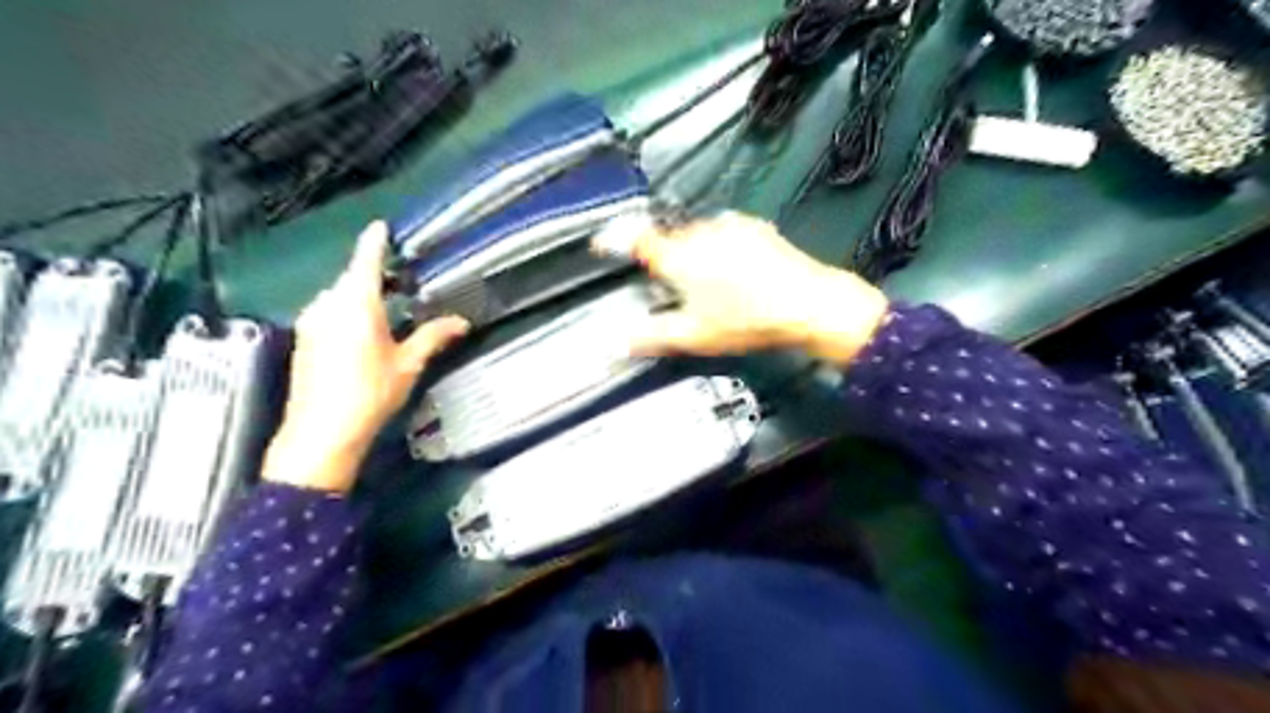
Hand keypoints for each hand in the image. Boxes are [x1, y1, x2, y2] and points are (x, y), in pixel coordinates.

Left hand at [262, 221, 470, 488]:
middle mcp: (328, 304)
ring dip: (361, 297)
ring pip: (339, 296)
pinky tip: (363, 335)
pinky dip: (346, 312)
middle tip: (403, 285)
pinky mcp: (304, 338)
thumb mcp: (408, 363)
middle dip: (375, 277)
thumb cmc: (370, 392)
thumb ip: (434, 336)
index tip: (382, 226)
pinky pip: (328, 313)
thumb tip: (461, 322)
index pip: (366, 259)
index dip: (375, 240)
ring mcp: (311, 321)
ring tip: (387, 312)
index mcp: (357, 303)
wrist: (322, 432)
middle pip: (353, 278)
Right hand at [622, 208, 886, 365]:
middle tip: (680, 290)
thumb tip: (619, 342)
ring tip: (715, 287)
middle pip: (671, 241)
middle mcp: (702, 233)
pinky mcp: (755, 227)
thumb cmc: (748, 320)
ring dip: (697, 254)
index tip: (603, 242)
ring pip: (699, 237)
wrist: (808, 304)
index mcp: (681, 257)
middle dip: (669, 261)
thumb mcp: (694, 336)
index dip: (615, 239)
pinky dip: (722, 249)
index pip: (637, 240)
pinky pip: (726, 234)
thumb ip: (652, 336)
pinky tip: (737, 273)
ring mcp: (731, 226)